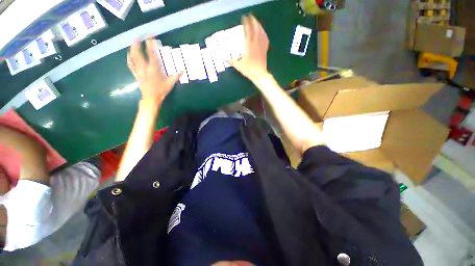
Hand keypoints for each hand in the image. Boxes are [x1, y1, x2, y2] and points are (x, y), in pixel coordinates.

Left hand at [127, 39, 181, 102]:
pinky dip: (129, 59)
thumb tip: (182, 71)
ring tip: (133, 42)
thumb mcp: (170, 84)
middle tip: (139, 36)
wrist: (151, 99)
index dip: (150, 44)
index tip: (151, 36)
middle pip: (138, 53)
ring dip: (132, 49)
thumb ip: (176, 76)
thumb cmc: (161, 91)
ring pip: (133, 57)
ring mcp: (139, 71)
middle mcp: (145, 68)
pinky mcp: (136, 75)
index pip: (151, 53)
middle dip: (137, 43)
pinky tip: (128, 54)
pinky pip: (131, 65)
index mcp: (154, 69)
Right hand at [228, 15, 269, 82]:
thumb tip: (223, 58)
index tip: (243, 18)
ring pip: (261, 33)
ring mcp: (261, 47)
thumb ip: (231, 61)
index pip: (248, 31)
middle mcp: (256, 44)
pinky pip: (265, 40)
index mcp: (249, 46)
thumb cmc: (249, 70)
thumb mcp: (239, 66)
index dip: (246, 24)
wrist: (259, 75)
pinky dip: (264, 34)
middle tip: (250, 16)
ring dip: (259, 26)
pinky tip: (263, 33)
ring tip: (256, 22)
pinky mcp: (264, 50)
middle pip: (256, 29)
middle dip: (253, 21)